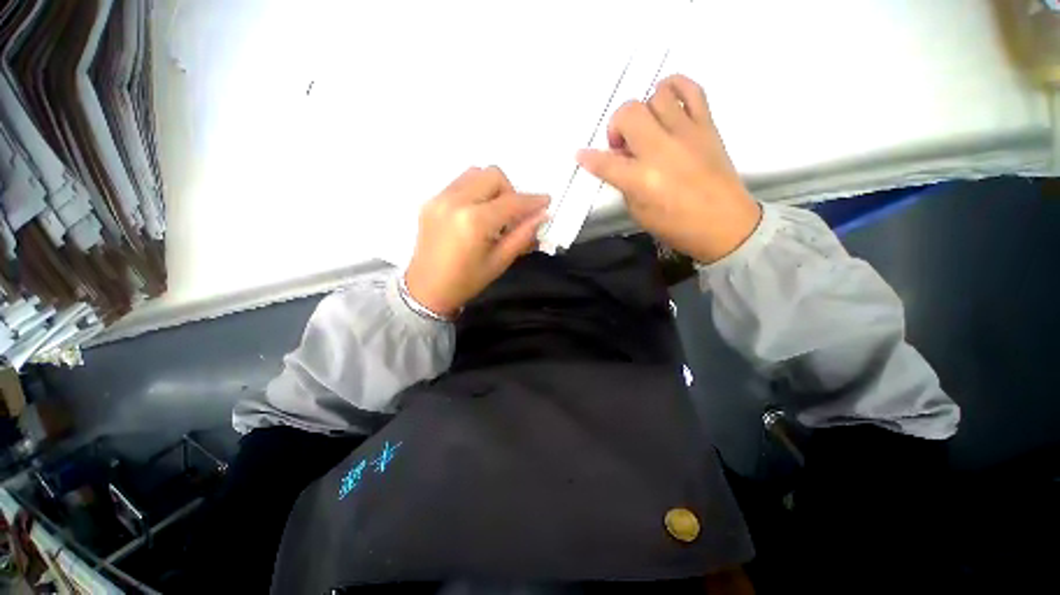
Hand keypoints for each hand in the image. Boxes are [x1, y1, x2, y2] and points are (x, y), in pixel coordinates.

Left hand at [404, 166, 549, 317]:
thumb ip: (522, 235)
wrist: (426, 289)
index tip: (546, 202)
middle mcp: (455, 201)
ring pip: (475, 174)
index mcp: (474, 222)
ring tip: (494, 213)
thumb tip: (542, 215)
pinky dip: (476, 192)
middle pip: (493, 175)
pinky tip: (477, 214)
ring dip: (492, 188)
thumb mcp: (499, 262)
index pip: (511, 202)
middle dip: (510, 191)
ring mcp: (440, 198)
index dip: (532, 201)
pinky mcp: (431, 200)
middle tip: (513, 215)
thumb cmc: (466, 281)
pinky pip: (460, 183)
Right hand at [576, 74, 760, 263]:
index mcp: (642, 179)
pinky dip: (675, 87)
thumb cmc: (677, 226)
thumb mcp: (639, 213)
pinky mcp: (707, 125)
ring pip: (656, 96)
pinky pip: (692, 89)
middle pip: (629, 113)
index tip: (581, 155)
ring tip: (646, 129)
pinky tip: (666, 100)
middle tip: (622, 146)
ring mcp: (687, 132)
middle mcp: (662, 149)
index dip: (588, 158)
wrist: (725, 224)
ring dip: (644, 112)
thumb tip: (619, 165)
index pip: (606, 162)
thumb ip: (625, 185)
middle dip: (616, 126)